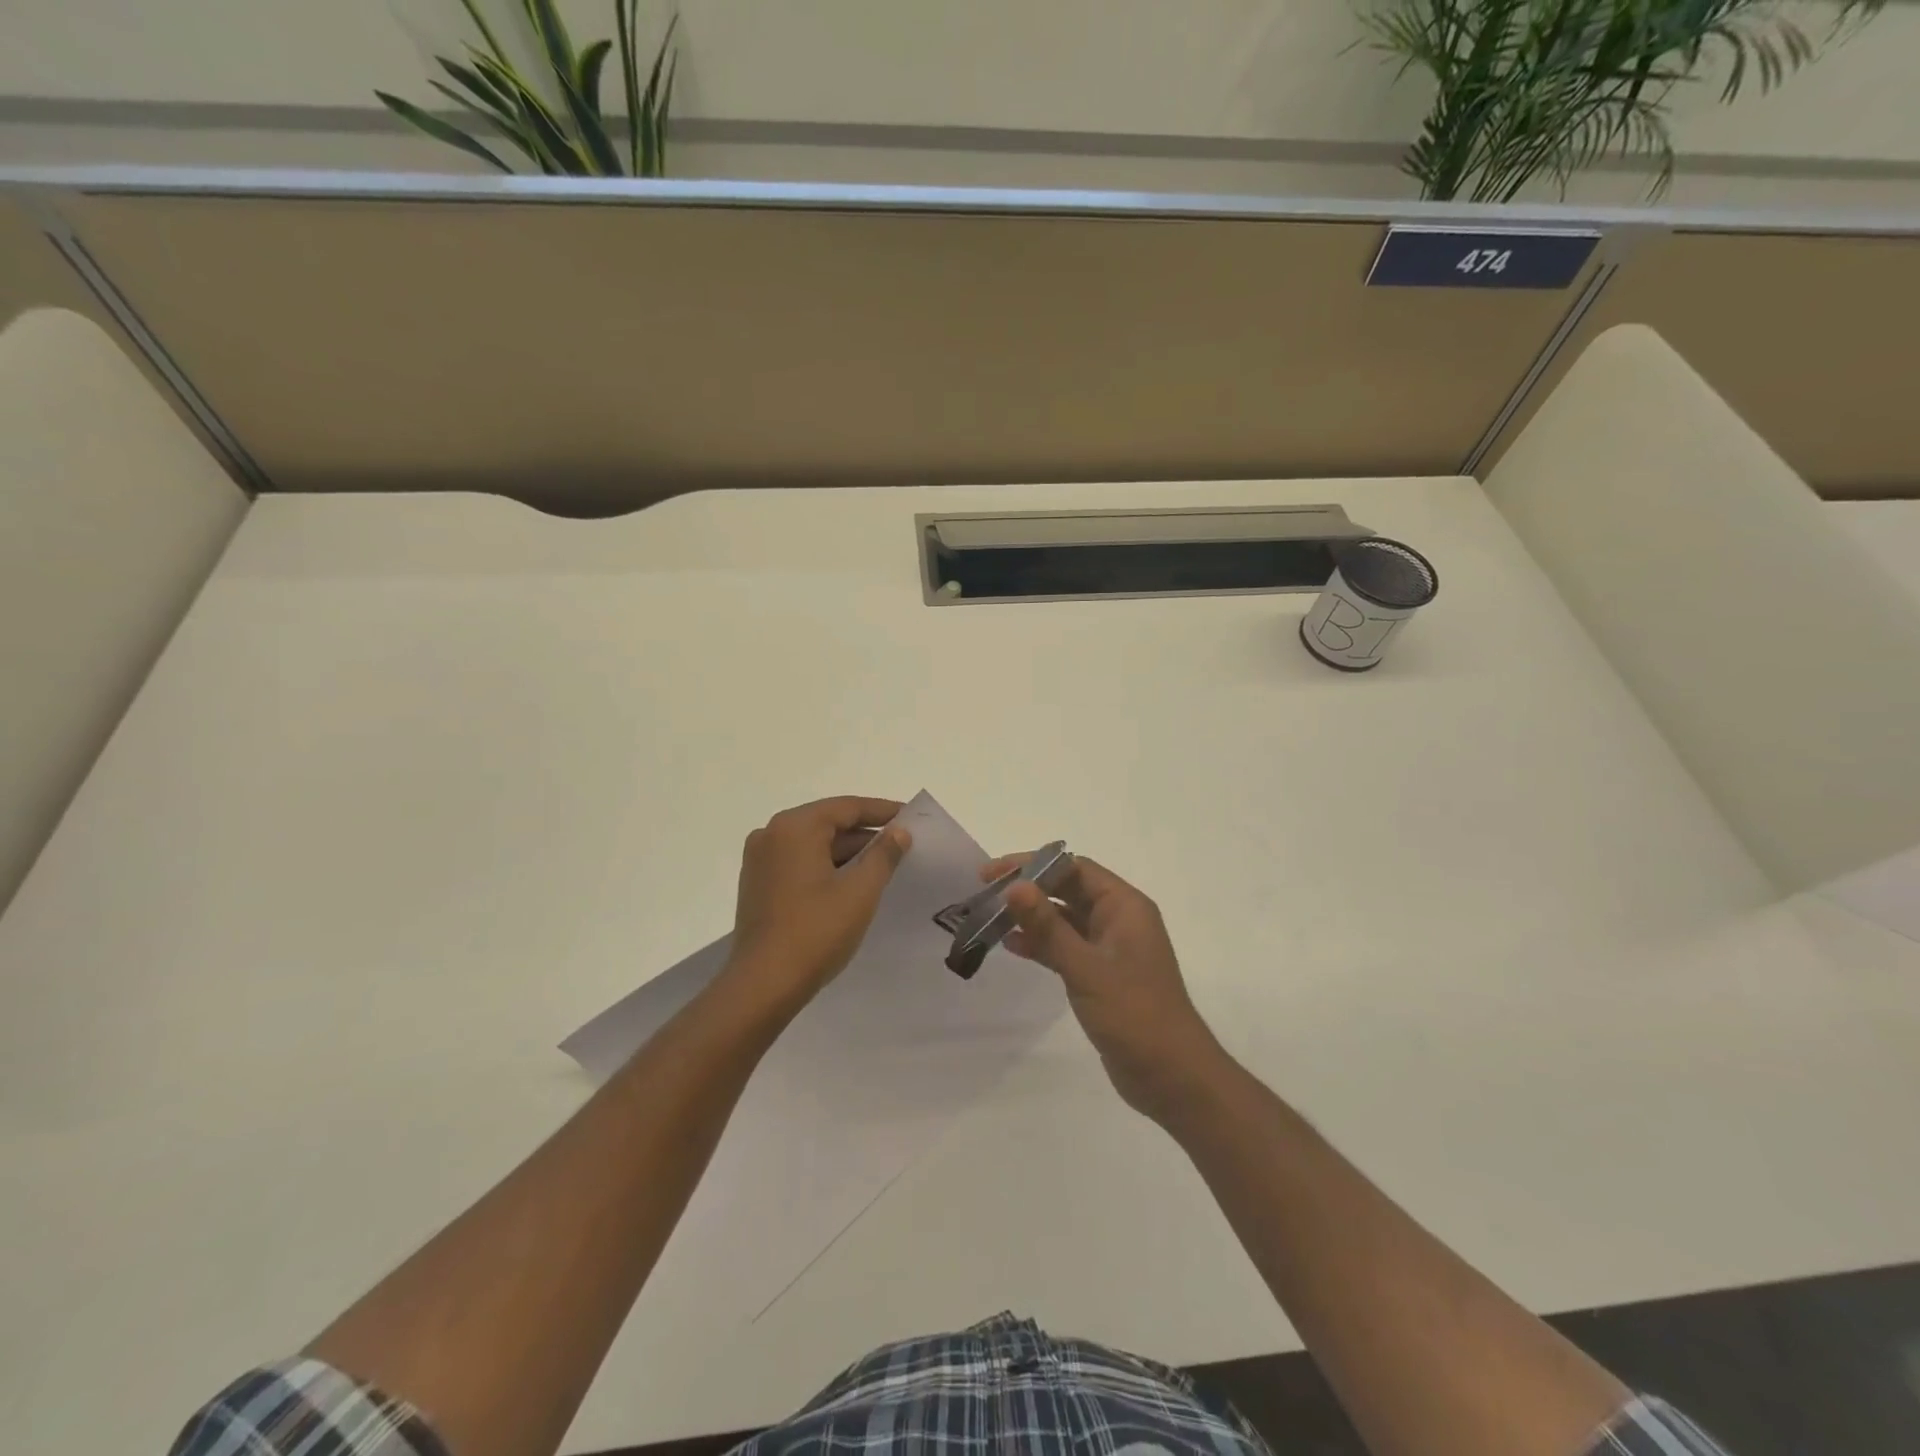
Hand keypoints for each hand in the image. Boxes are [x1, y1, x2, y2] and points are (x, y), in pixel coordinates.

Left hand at [725, 796, 911, 1017]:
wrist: (763, 985)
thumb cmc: (816, 931)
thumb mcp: (860, 891)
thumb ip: (883, 855)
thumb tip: (898, 832)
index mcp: (795, 827)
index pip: (846, 807)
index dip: (882, 811)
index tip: (910, 816)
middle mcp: (771, 834)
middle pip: (828, 823)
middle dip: (865, 833)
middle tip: (902, 842)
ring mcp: (760, 859)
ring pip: (813, 844)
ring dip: (846, 852)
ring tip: (883, 864)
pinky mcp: (757, 883)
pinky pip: (799, 862)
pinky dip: (826, 866)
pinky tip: (850, 882)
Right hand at [983, 853, 1227, 1122]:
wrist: (1172, 1078)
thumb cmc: (1135, 1015)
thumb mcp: (1086, 968)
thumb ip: (1048, 927)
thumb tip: (1014, 886)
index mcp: (1125, 906)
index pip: (1074, 868)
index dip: (1032, 865)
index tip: (993, 874)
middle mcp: (1119, 919)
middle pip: (1068, 889)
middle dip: (1029, 889)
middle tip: (985, 893)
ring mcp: (1110, 948)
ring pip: (1064, 919)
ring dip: (1031, 917)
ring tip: (990, 919)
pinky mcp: (1101, 975)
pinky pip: (1066, 947)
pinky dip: (1041, 944)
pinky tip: (1011, 946)